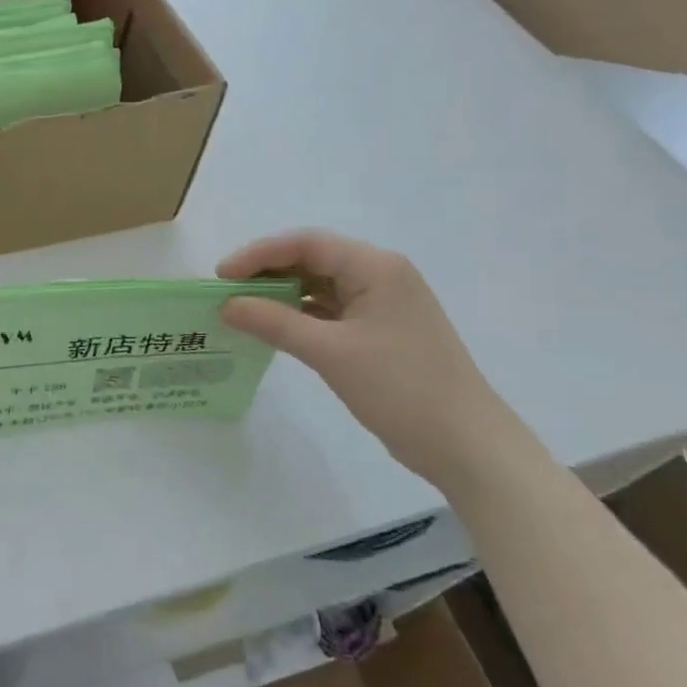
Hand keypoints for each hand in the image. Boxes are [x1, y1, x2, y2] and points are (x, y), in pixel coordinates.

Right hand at [217, 229, 525, 487]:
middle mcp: (380, 274)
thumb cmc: (400, 387)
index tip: (220, 276)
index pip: (306, 243)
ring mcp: (383, 303)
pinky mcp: (381, 329)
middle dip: (267, 272)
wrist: (465, 443)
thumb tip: (226, 304)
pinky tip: (274, 328)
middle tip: (226, 292)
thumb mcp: (330, 352)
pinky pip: (331, 309)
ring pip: (320, 285)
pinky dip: (300, 315)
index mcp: (375, 267)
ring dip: (282, 294)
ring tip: (242, 309)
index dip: (258, 254)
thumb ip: (274, 322)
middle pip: (312, 259)